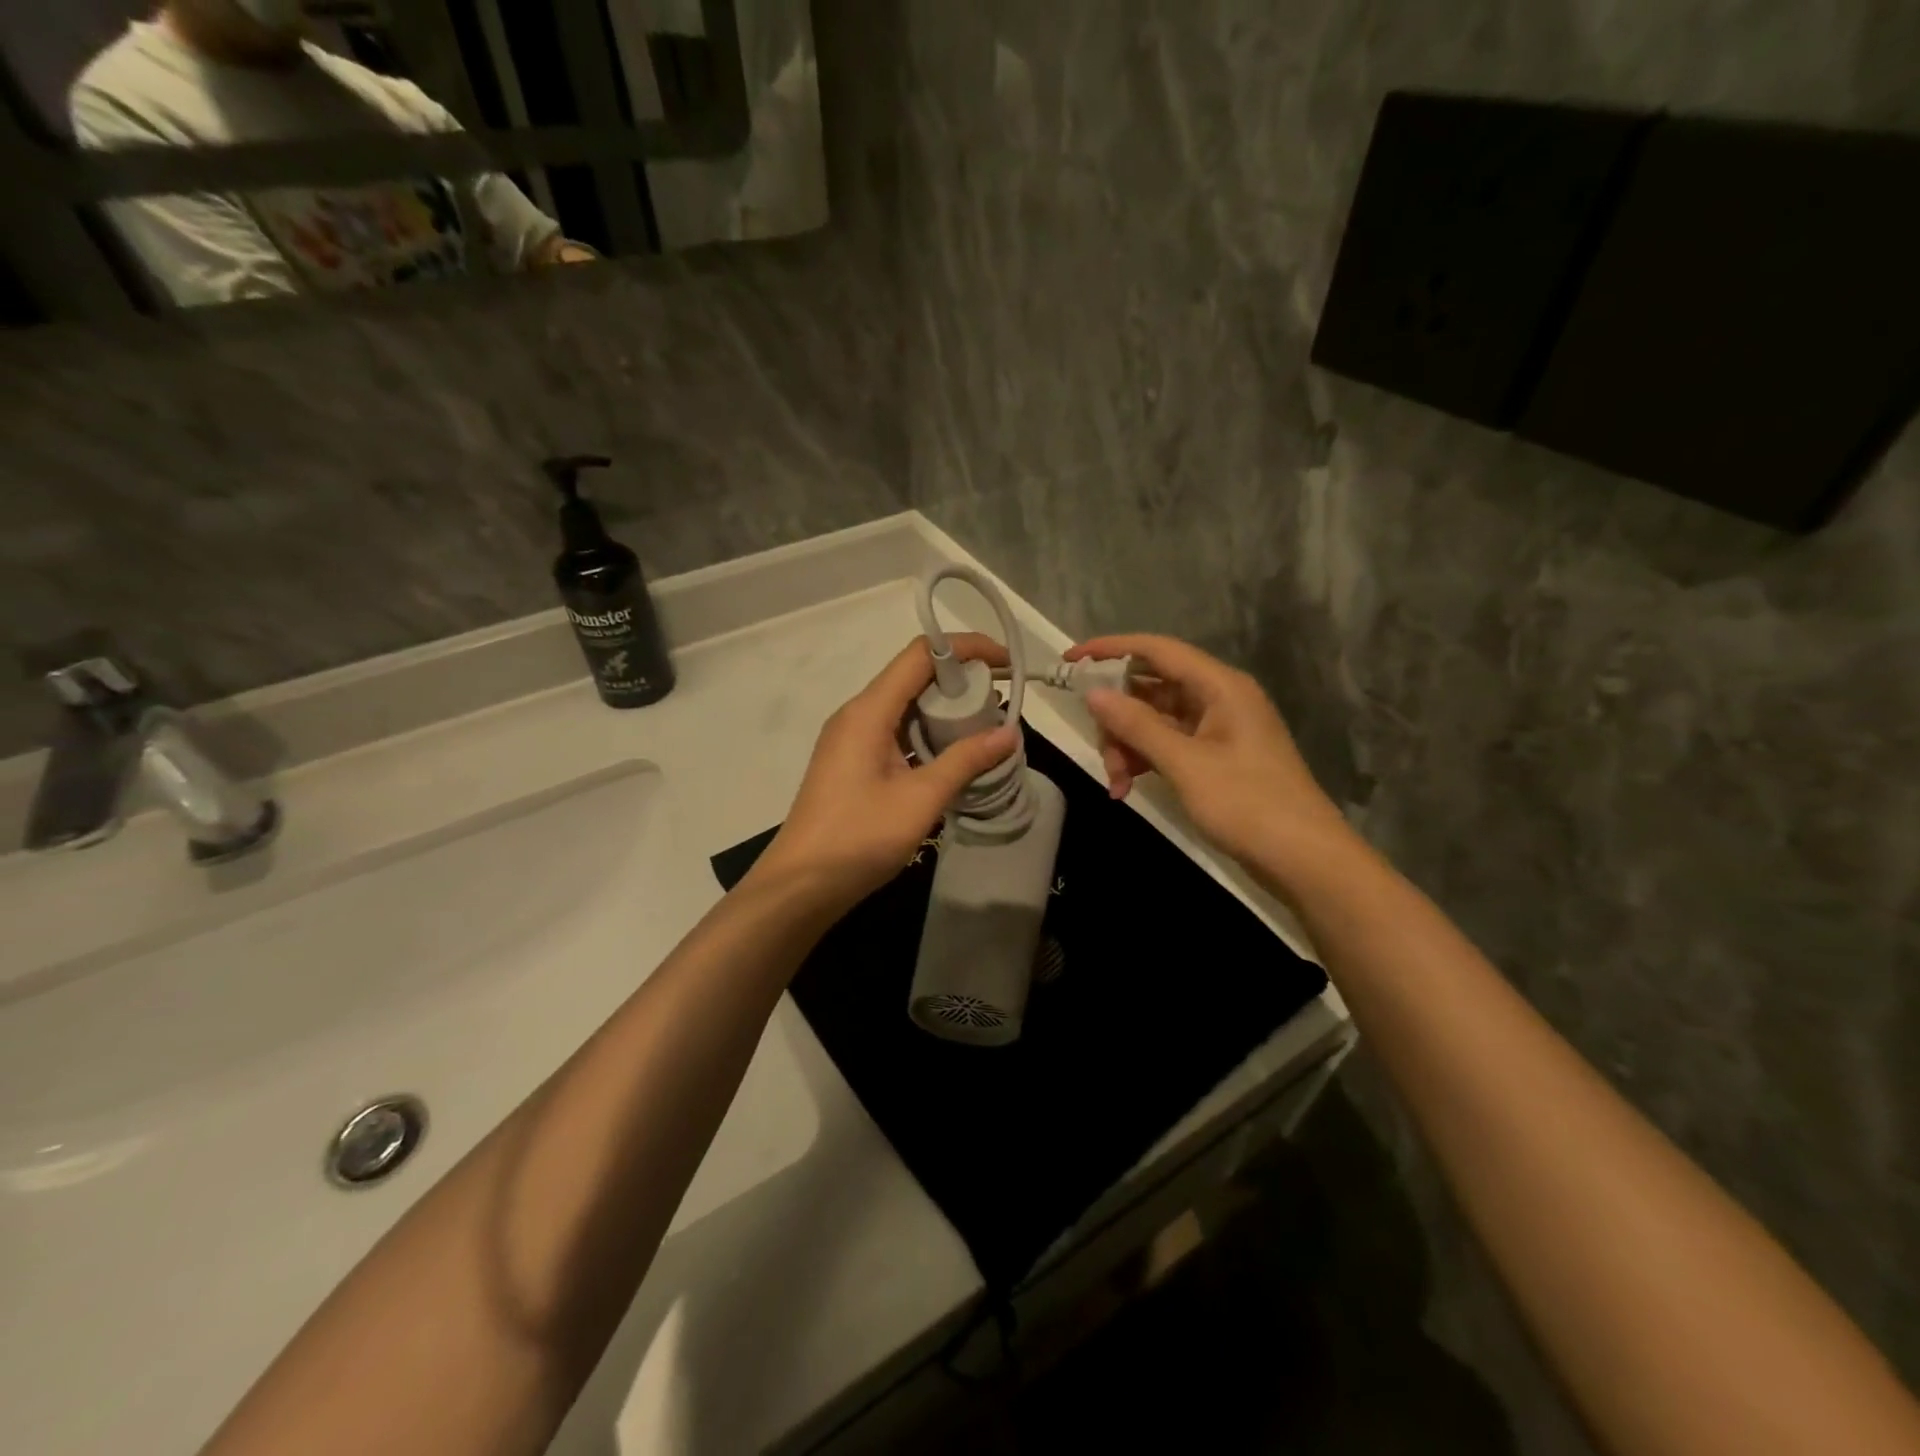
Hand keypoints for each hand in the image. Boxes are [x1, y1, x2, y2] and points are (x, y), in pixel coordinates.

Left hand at [748, 634, 1018, 912]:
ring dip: (945, 710)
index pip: (920, 655)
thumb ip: (966, 760)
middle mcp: (857, 714)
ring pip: (905, 707)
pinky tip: (953, 756)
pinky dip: (927, 735)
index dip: (966, 648)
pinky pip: (896, 733)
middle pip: (913, 676)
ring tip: (986, 728)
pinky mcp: (853, 763)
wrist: (801, 885)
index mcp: (868, 711)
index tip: (1004, 663)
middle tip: (1002, 701)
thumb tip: (1010, 733)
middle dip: (960, 680)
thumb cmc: (859, 837)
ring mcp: (852, 739)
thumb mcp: (921, 799)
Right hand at [1066, 634, 1353, 875]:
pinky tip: (1126, 788)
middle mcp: (1218, 698)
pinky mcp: (1214, 756)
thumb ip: (1137, 726)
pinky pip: (1167, 744)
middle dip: (1118, 718)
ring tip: (1116, 784)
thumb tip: (1094, 694)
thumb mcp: (1185, 764)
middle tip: (1103, 754)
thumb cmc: (1248, 804)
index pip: (1156, 650)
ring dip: (1127, 745)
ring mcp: (1216, 728)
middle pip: (1150, 687)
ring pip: (1154, 719)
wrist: (1304, 858)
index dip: (1110, 649)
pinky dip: (1144, 760)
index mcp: (1220, 686)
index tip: (1069, 660)